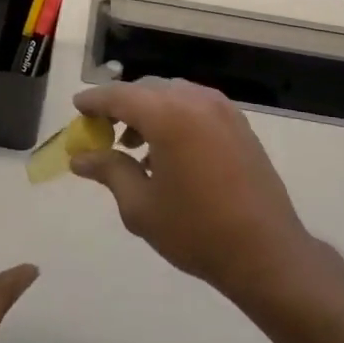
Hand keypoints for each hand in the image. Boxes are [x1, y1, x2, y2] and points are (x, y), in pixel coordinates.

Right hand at [70, 79, 318, 302]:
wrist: (266, 252)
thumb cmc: (196, 231)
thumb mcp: (141, 206)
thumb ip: (109, 171)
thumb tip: (81, 158)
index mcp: (168, 114)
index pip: (119, 95)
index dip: (94, 101)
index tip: (77, 108)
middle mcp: (195, 100)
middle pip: (146, 89)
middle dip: (121, 105)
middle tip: (102, 132)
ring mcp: (221, 109)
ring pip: (172, 95)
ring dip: (149, 111)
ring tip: (134, 147)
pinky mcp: (238, 123)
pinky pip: (195, 107)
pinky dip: (174, 117)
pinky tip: (168, 152)